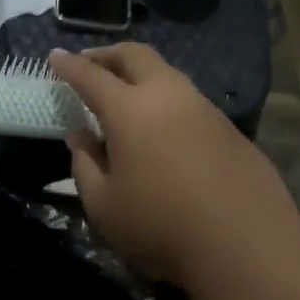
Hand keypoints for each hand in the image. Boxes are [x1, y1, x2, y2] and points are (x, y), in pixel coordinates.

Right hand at [51, 44, 296, 289]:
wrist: (244, 244)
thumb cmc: (160, 226)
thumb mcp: (103, 205)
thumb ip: (85, 164)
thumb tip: (79, 135)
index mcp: (130, 110)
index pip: (91, 76)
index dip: (70, 65)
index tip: (55, 56)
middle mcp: (169, 96)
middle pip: (136, 56)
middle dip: (108, 54)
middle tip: (89, 63)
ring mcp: (204, 109)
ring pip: (167, 75)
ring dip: (140, 75)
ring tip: (124, 94)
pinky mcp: (229, 130)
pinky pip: (188, 100)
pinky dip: (165, 100)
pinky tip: (160, 127)